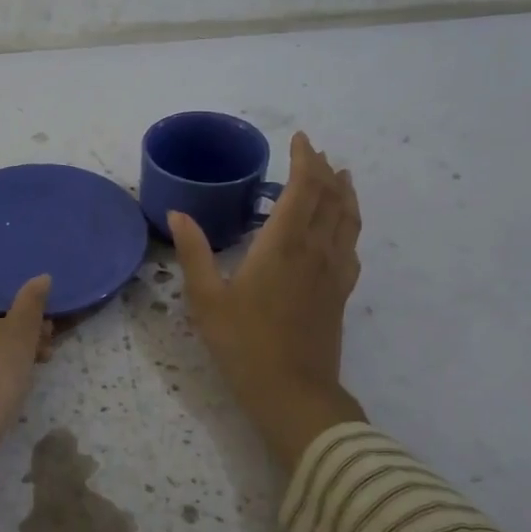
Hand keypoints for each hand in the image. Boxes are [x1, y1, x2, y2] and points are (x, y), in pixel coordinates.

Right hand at [170, 131, 366, 467]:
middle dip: (323, 170)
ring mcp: (334, 272)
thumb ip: (194, 253)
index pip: (303, 189)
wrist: (293, 393)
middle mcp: (315, 251)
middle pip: (329, 199)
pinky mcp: (341, 293)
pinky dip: (351, 224)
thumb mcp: (206, 299)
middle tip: (314, 151)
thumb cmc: (243, 344)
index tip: (300, 139)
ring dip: (344, 193)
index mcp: (283, 245)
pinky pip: (352, 247)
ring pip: (348, 220)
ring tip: (340, 175)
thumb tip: (178, 214)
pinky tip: (344, 227)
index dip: (304, 160)